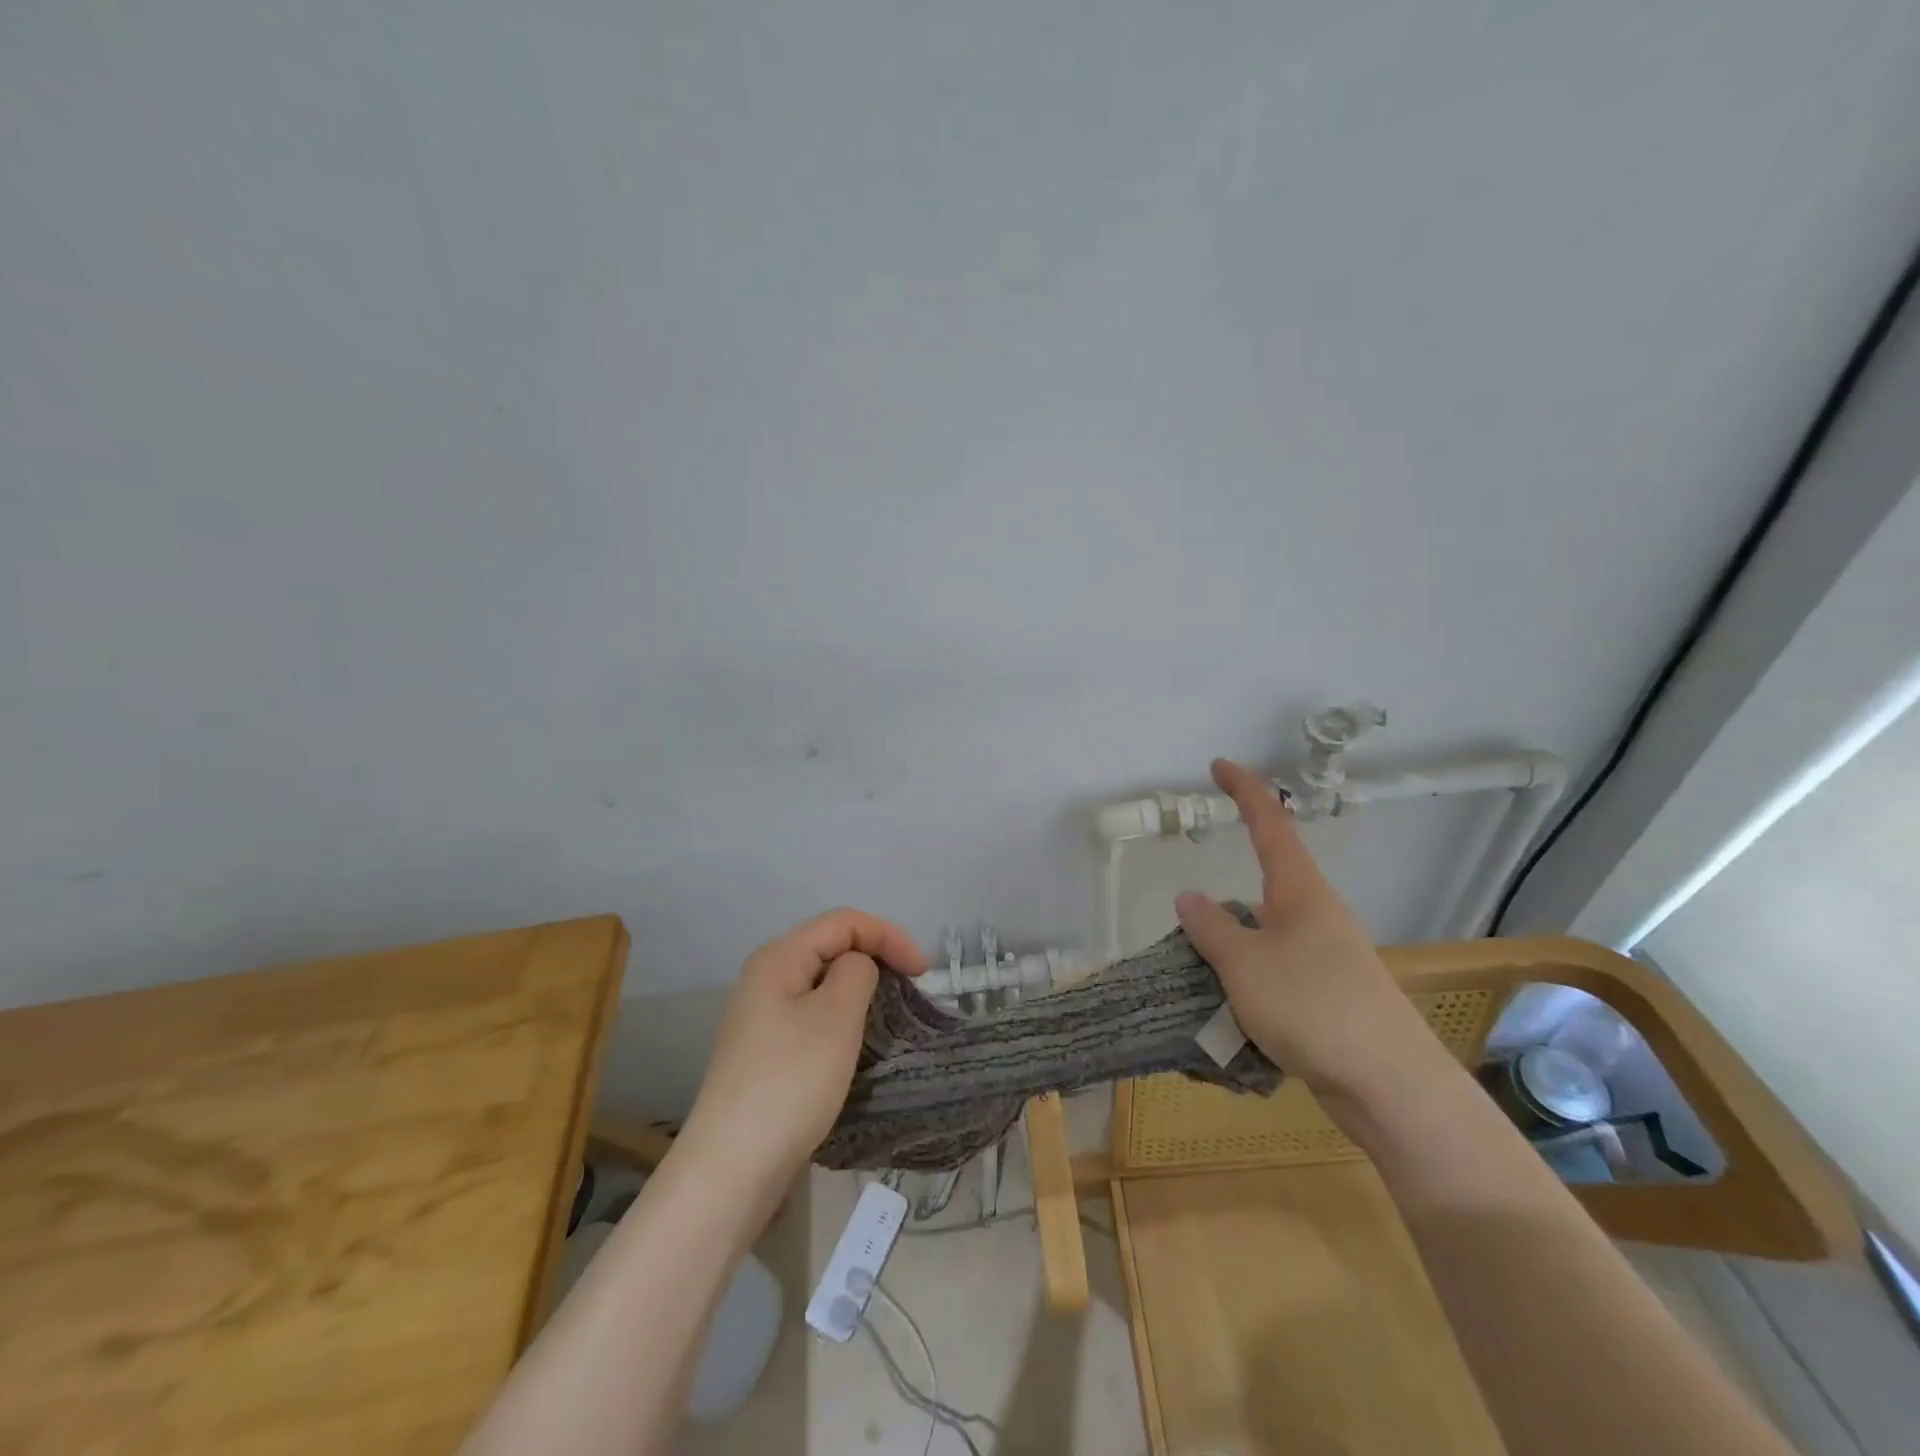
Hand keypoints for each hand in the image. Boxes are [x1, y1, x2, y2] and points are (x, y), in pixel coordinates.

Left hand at [676, 908, 925, 1207]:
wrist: (732, 1167)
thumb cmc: (791, 1082)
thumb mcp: (836, 1016)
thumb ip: (857, 972)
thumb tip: (856, 967)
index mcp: (779, 958)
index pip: (844, 922)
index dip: (889, 936)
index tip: (924, 973)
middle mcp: (765, 977)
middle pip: (831, 947)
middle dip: (876, 958)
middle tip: (911, 990)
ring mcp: (760, 1016)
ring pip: (822, 983)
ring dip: (859, 990)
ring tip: (888, 1015)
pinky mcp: (764, 1051)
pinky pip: (811, 1015)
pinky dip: (841, 1018)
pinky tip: (854, 1043)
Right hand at [1174, 759, 1445, 1117]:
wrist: (1391, 1086)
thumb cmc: (1313, 1007)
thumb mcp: (1244, 964)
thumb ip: (1212, 927)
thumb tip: (1189, 896)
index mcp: (1300, 892)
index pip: (1270, 823)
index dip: (1245, 790)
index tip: (1219, 766)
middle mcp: (1316, 916)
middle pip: (1262, 892)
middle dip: (1224, 910)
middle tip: (1189, 929)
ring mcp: (1326, 958)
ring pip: (1264, 941)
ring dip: (1232, 956)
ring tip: (1200, 987)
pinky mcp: (1330, 998)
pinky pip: (1275, 978)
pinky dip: (1248, 988)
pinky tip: (1231, 1019)